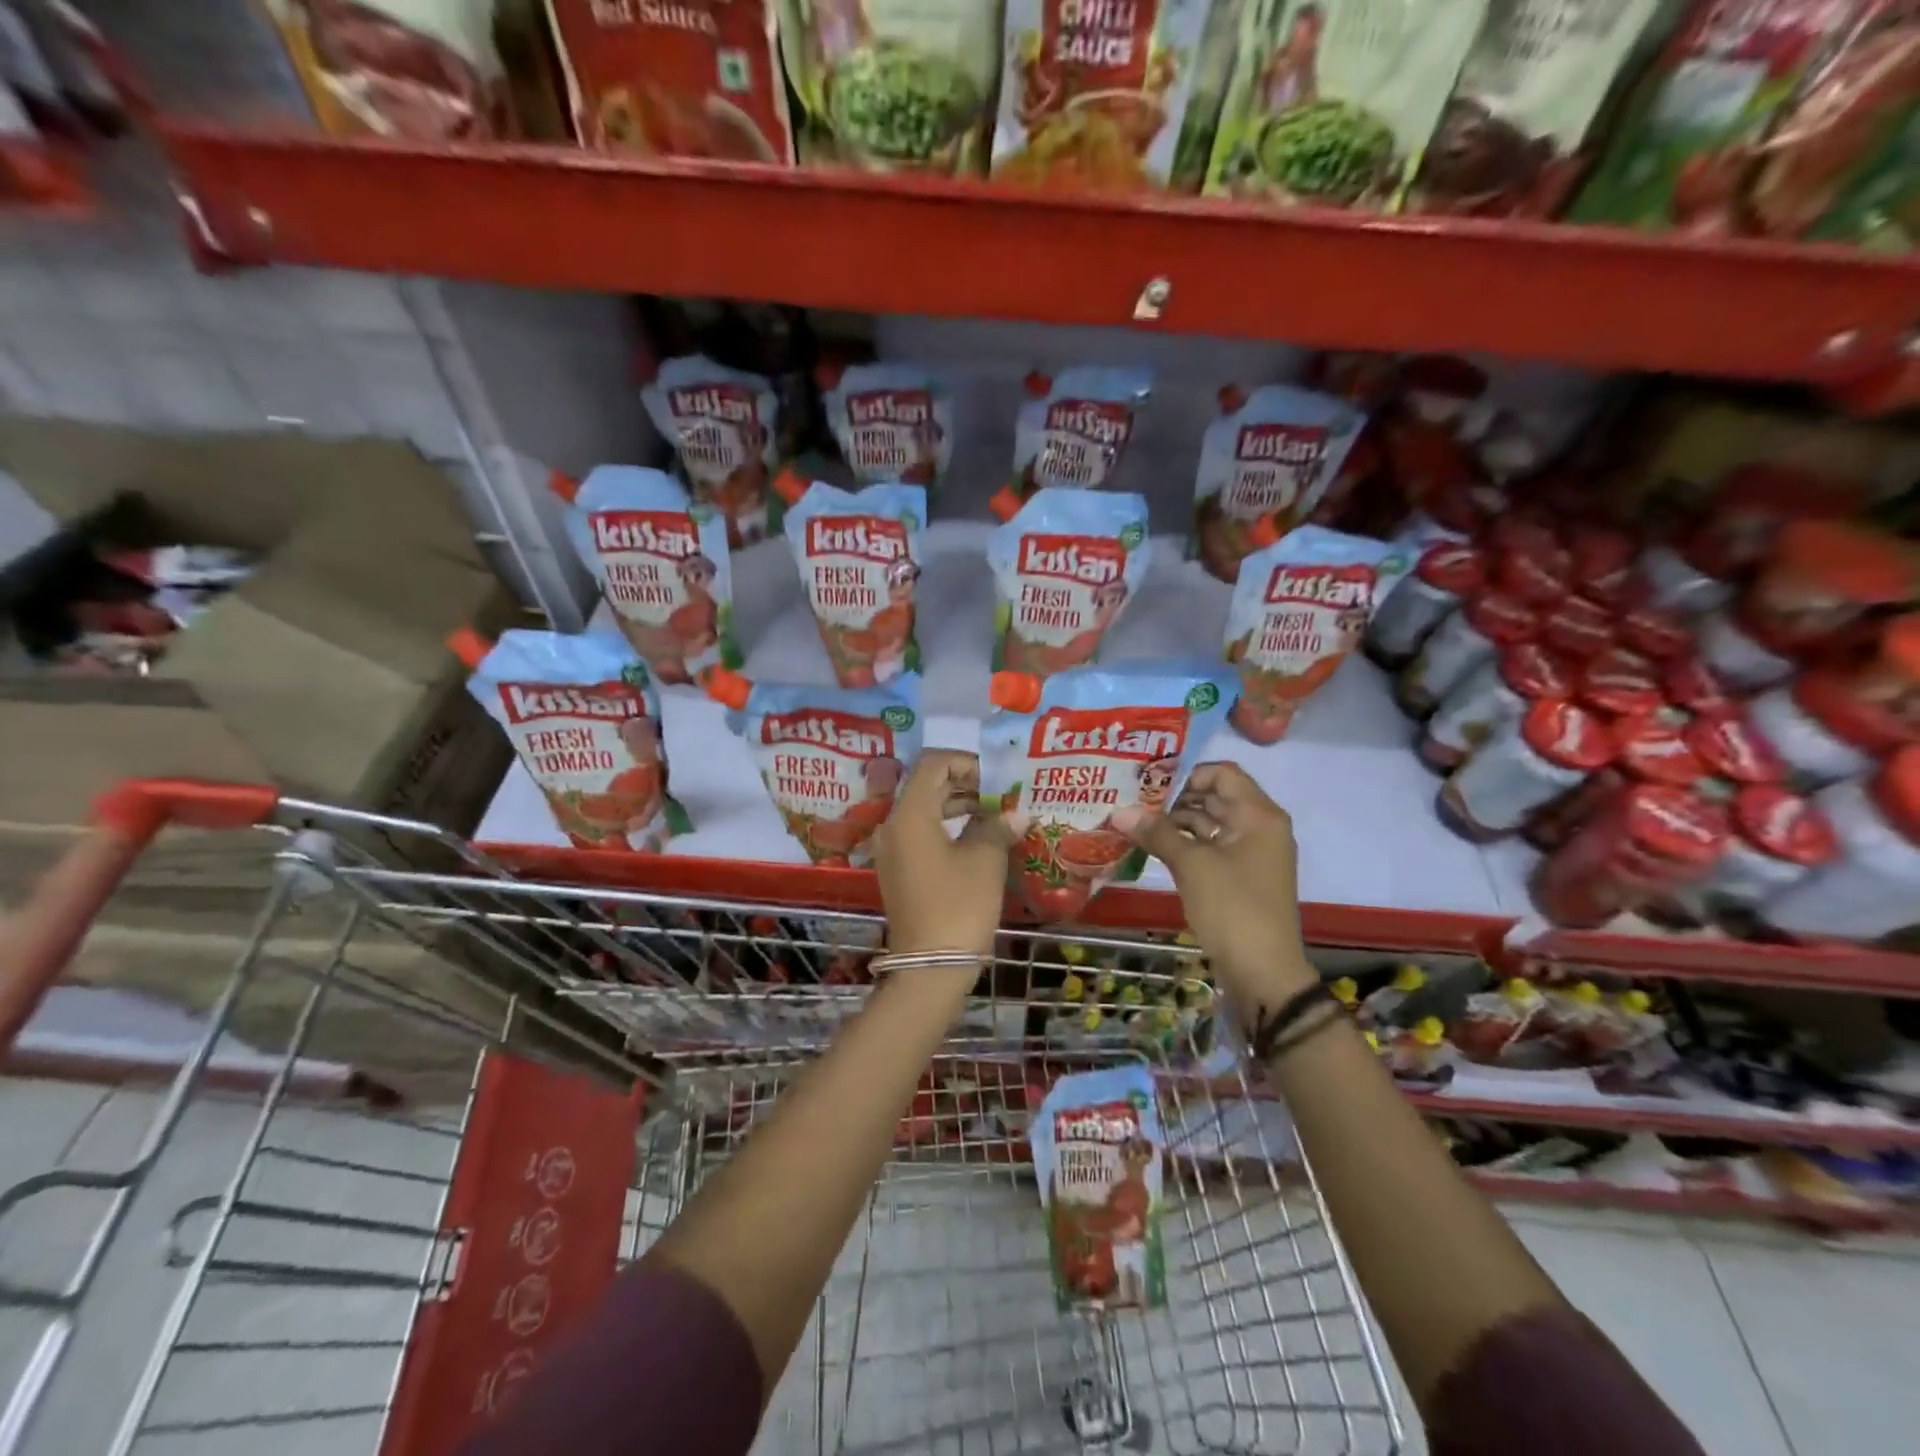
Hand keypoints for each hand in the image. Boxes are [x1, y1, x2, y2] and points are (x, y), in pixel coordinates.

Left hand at [872, 750, 1017, 970]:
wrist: (930, 968)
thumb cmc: (959, 906)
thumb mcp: (985, 861)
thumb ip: (998, 827)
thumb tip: (1015, 814)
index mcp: (910, 814)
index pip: (933, 764)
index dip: (967, 763)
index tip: (997, 779)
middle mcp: (893, 825)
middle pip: (927, 786)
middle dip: (965, 784)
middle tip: (1001, 796)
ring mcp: (892, 849)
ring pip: (924, 810)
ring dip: (958, 806)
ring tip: (995, 815)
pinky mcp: (898, 870)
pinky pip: (921, 834)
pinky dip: (947, 827)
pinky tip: (977, 839)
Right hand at [1110, 763, 1314, 1003]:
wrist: (1263, 972)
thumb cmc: (1232, 908)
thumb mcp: (1191, 865)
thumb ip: (1157, 833)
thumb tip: (1120, 811)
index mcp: (1258, 815)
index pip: (1222, 773)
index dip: (1185, 773)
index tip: (1148, 782)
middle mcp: (1259, 827)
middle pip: (1215, 797)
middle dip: (1174, 798)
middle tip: (1132, 800)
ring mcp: (1250, 854)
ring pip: (1209, 824)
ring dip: (1175, 823)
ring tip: (1135, 822)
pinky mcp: (1240, 877)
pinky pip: (1210, 848)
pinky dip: (1184, 845)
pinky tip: (1151, 847)